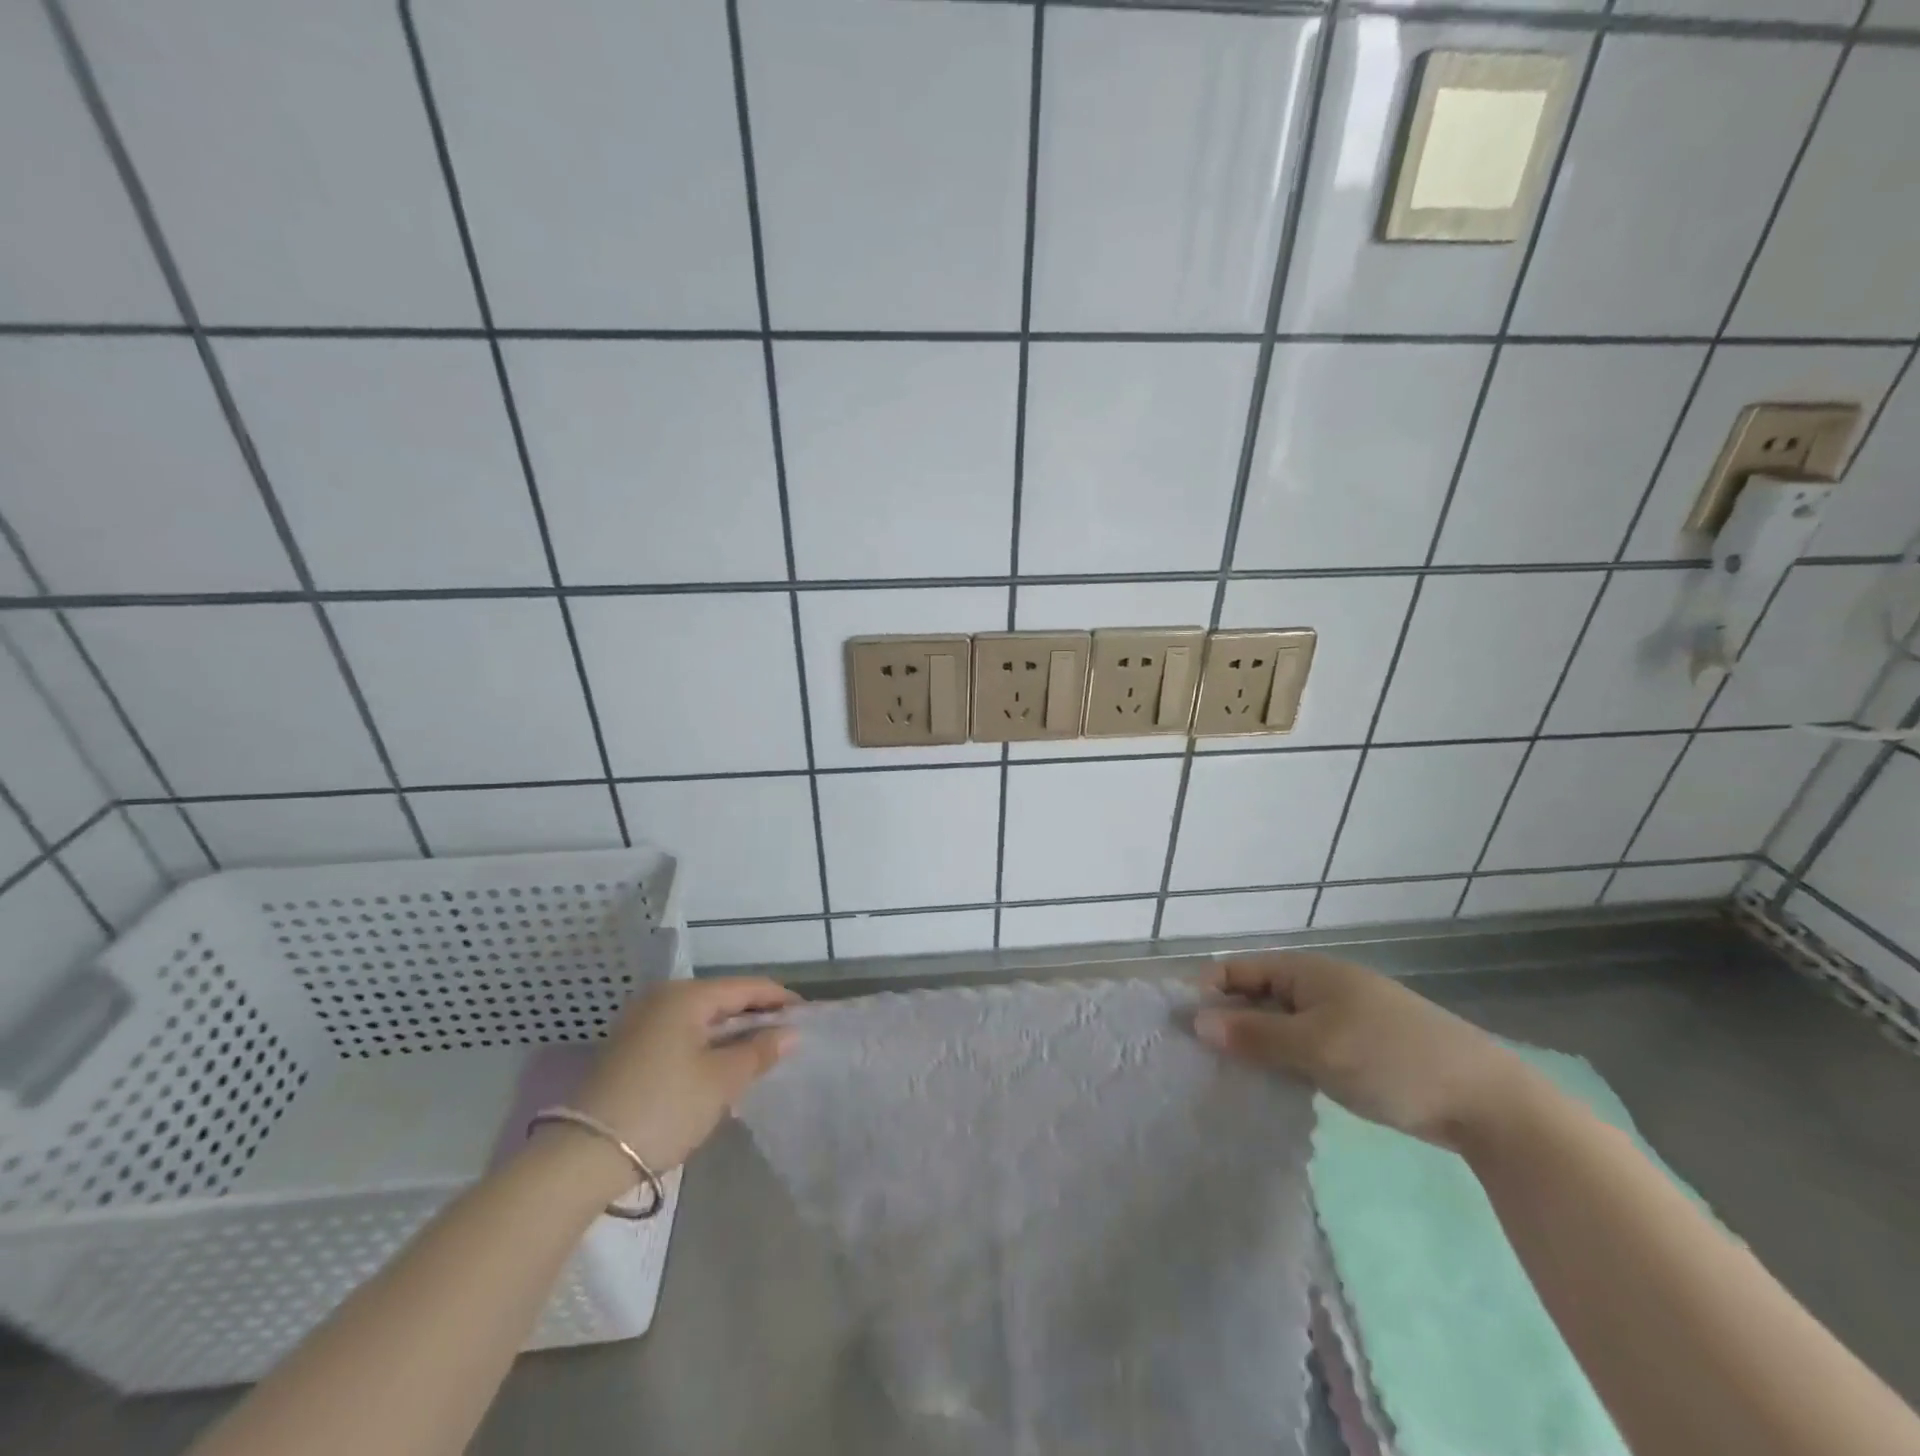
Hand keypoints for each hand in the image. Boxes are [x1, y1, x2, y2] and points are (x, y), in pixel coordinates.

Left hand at [568, 978, 799, 1171]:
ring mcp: (640, 1023)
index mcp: (686, 996)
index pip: (747, 986)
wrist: (582, 1158)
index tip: (808, 1016)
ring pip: (701, 1020)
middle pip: (722, 999)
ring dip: (731, 1034)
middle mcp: (661, 999)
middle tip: (787, 1038)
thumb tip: (790, 1033)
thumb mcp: (721, 1081)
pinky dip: (706, 1046)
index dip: (780, 999)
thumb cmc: (663, 1108)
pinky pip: (681, 1036)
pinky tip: (721, 1068)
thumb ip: (759, 1052)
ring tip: (760, 1054)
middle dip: (756, 1017)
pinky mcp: (628, 1050)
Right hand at [1194, 952, 1538, 1149]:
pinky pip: (1305, 1045)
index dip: (1207, 991)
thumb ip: (1255, 1035)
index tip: (1182, 1027)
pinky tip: (1274, 1086)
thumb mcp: (1316, 1047)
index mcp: (1308, 971)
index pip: (1238, 969)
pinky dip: (1285, 1060)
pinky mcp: (1359, 1047)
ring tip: (1228, 1077)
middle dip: (1228, 1021)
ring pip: (1281, 1024)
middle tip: (1201, 1059)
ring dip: (1256, 1045)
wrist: (1486, 1102)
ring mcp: (1342, 1016)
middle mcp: (1320, 985)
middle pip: (1257, 996)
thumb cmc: (1391, 1060)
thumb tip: (1198, 1022)